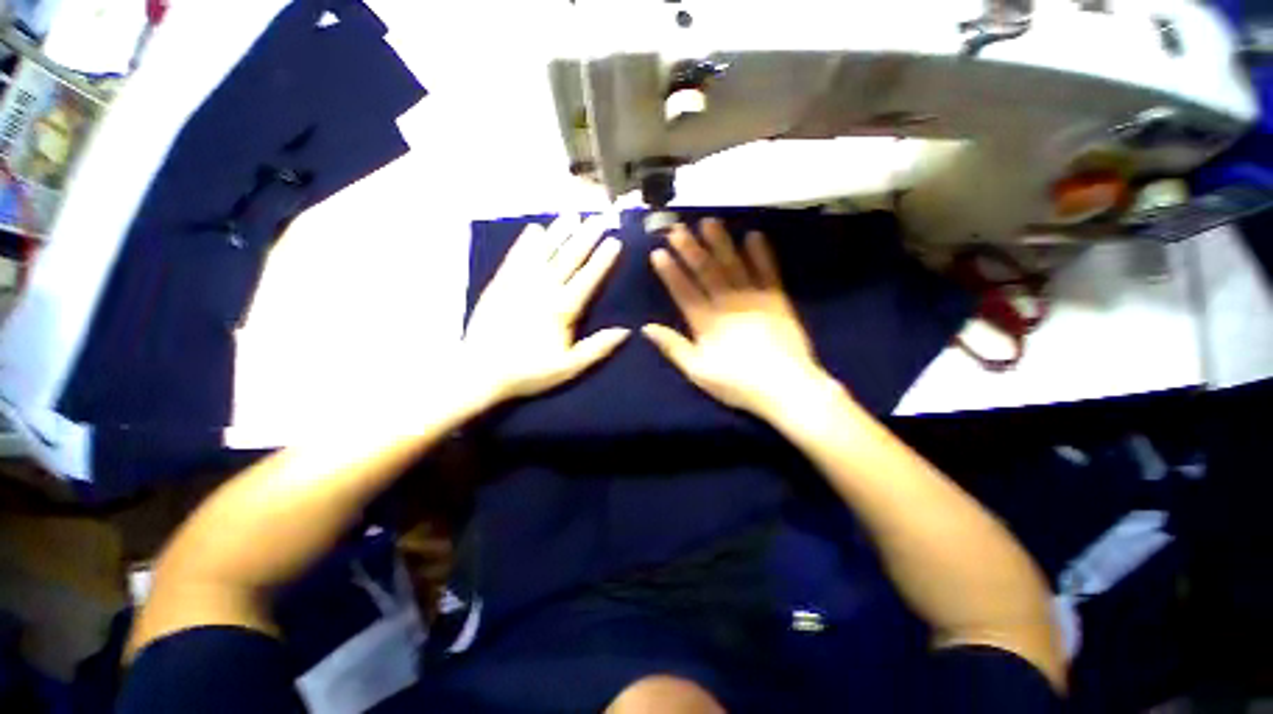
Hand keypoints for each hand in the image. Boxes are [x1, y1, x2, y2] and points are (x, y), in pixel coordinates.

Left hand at [464, 214, 628, 405]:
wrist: (479, 372)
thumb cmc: (528, 372)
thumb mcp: (569, 367)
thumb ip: (598, 348)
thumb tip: (627, 331)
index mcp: (562, 309)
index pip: (588, 278)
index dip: (603, 259)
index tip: (615, 240)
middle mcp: (543, 289)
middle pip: (568, 258)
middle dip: (586, 237)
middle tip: (600, 218)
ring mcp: (519, 283)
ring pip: (544, 252)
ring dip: (559, 233)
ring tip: (572, 215)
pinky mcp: (500, 284)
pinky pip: (516, 257)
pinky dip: (526, 242)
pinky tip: (534, 229)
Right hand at [642, 219, 834, 417]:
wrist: (786, 388)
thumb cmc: (738, 384)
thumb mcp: (698, 372)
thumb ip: (673, 347)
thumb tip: (646, 328)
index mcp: (706, 322)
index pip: (683, 291)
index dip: (670, 271)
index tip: (658, 252)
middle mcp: (727, 303)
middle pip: (706, 272)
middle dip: (690, 249)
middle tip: (677, 228)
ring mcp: (754, 298)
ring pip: (733, 265)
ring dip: (720, 243)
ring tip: (709, 222)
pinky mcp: (777, 299)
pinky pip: (768, 271)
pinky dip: (761, 253)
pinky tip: (754, 235)